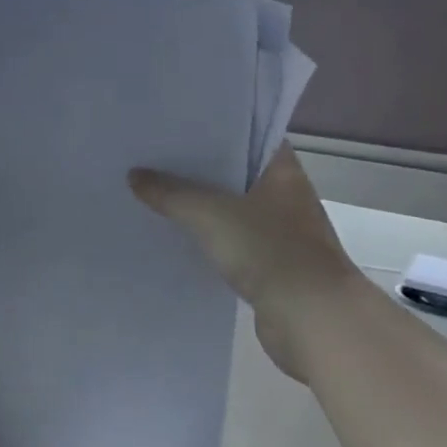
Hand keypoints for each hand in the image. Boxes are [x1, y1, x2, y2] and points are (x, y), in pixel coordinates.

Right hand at [129, 145, 355, 380]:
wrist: (312, 319)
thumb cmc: (269, 249)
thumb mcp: (210, 213)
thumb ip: (171, 193)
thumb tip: (134, 175)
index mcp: (282, 170)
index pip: (249, 134)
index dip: (216, 129)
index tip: (180, 126)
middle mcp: (287, 195)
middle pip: (237, 172)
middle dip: (201, 168)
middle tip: (157, 157)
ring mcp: (282, 232)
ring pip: (234, 209)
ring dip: (205, 206)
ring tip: (160, 193)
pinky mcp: (273, 266)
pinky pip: (234, 241)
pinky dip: (212, 239)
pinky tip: (180, 236)